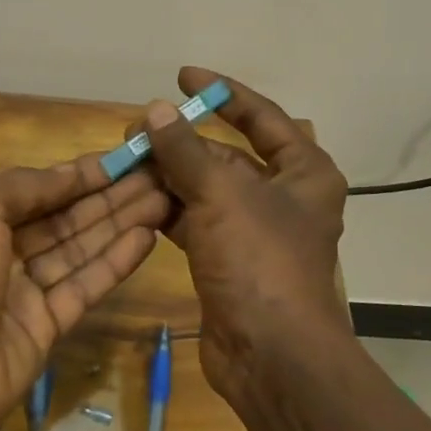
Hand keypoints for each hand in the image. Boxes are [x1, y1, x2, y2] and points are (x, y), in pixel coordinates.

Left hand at [0, 156, 169, 430]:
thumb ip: (25, 185)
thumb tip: (68, 174)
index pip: (39, 189)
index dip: (80, 174)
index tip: (123, 159)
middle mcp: (1, 250)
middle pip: (65, 217)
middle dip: (109, 196)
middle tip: (157, 177)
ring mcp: (24, 291)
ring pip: (80, 249)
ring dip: (120, 223)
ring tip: (164, 200)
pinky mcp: (47, 326)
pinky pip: (85, 286)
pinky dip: (115, 263)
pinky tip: (147, 238)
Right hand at [140, 67, 350, 398]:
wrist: (271, 354)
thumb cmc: (259, 261)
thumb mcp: (221, 195)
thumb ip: (185, 150)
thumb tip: (153, 110)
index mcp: (304, 172)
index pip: (262, 117)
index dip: (223, 93)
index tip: (183, 76)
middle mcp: (284, 197)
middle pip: (227, 155)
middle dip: (182, 141)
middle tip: (136, 129)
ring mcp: (254, 231)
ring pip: (207, 190)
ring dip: (169, 176)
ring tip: (127, 161)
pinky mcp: (229, 260)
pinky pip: (195, 222)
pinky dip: (168, 210)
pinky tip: (135, 200)